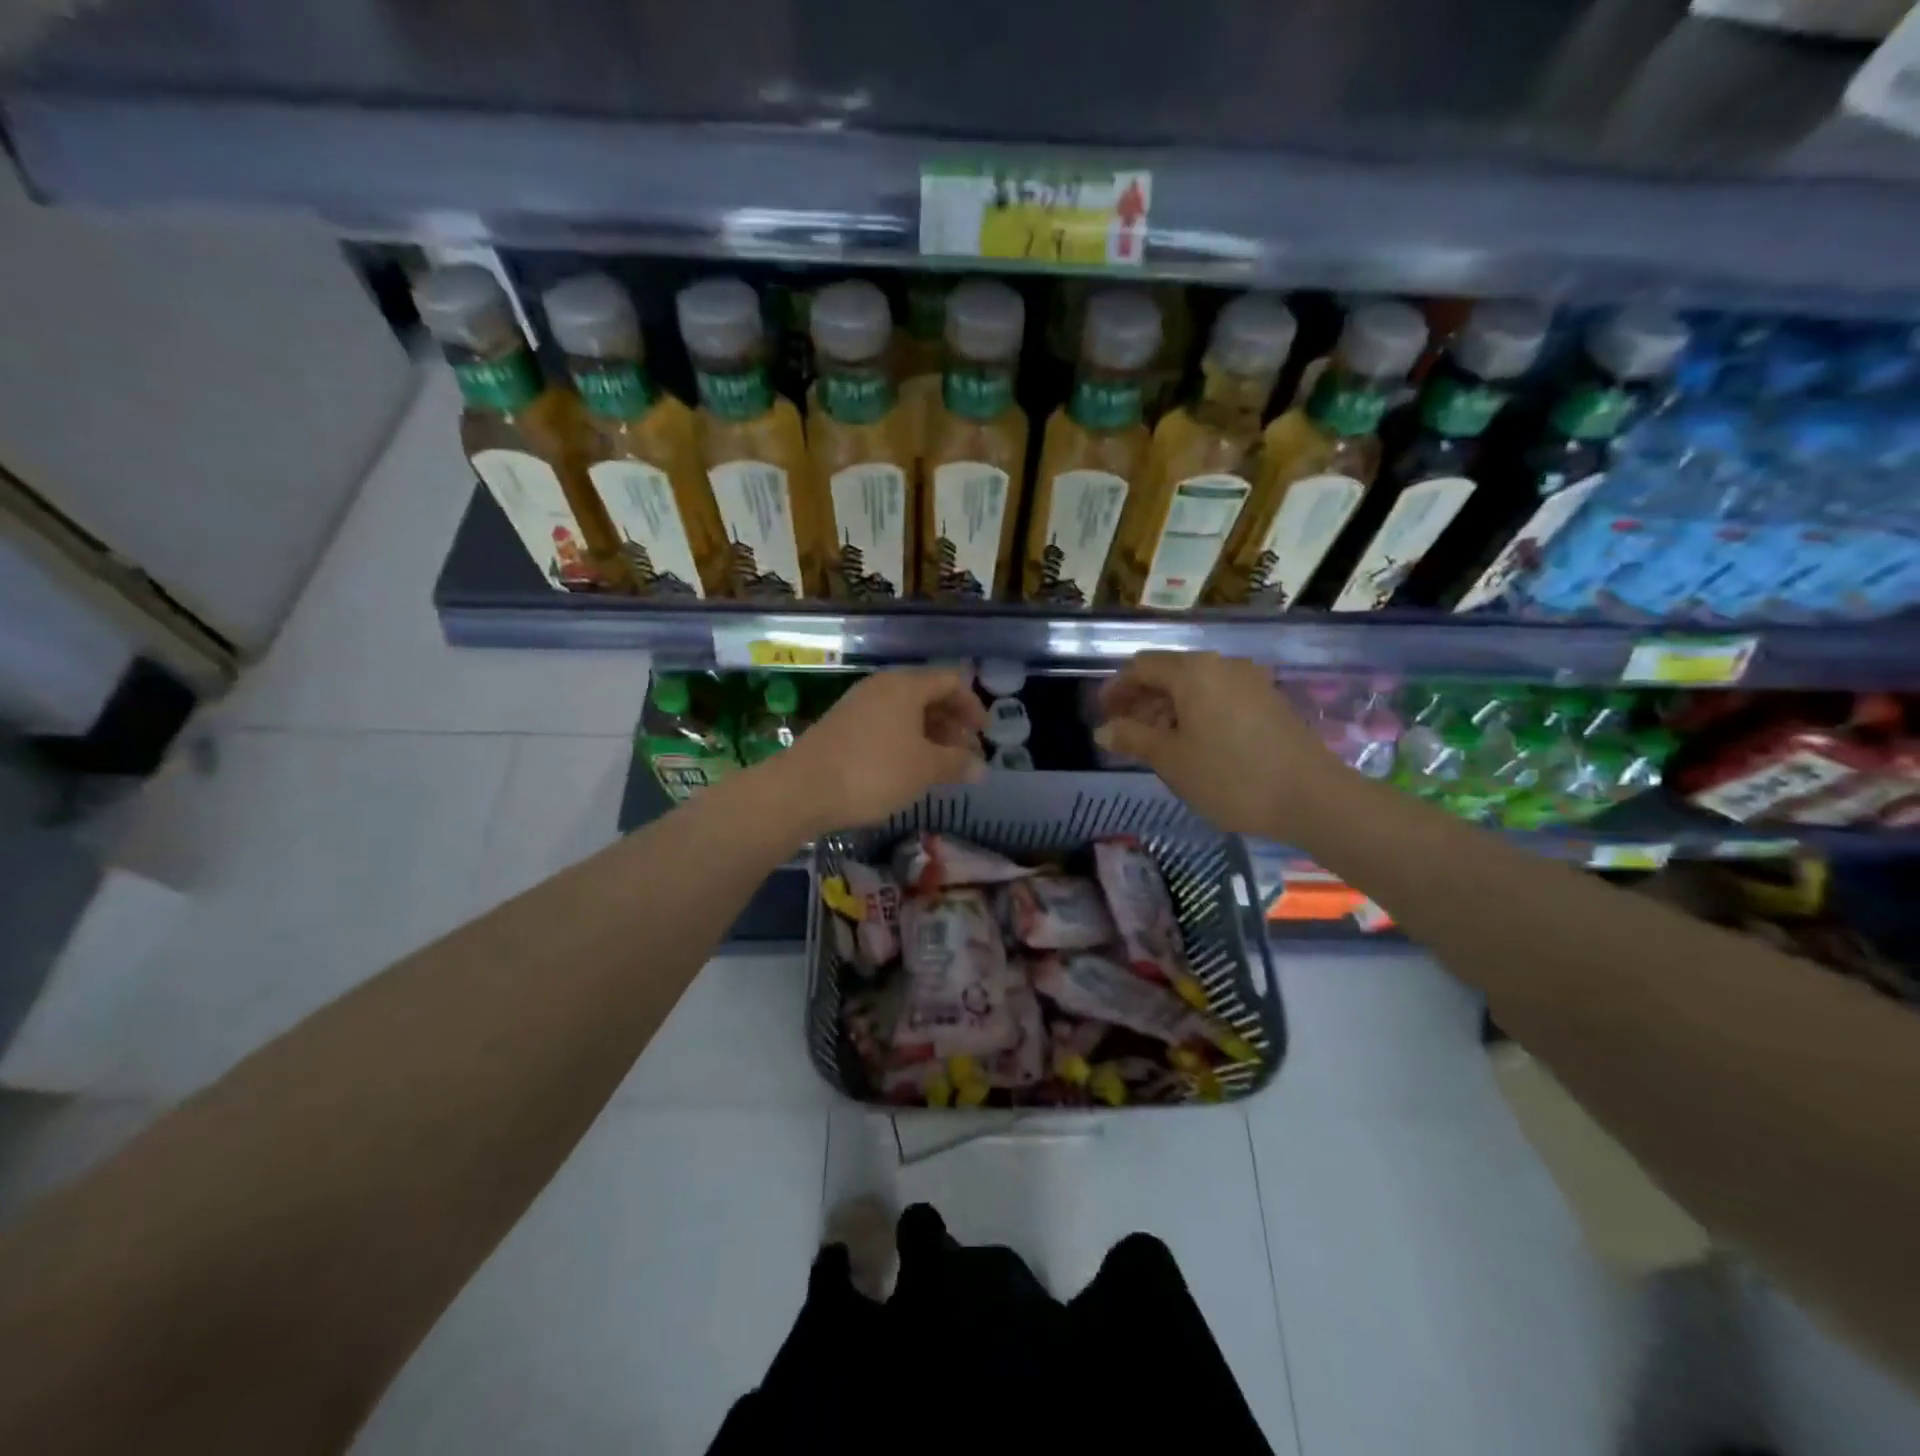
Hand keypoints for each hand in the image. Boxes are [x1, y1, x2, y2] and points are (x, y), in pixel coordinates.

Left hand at [772, 668, 985, 833]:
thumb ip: (956, 764)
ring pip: (905, 712)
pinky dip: (905, 741)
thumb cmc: (873, 772)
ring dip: (929, 735)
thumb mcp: (924, 769)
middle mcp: (882, 687)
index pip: (950, 681)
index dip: (973, 705)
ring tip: (941, 766)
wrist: (801, 789)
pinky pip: (885, 725)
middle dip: (952, 723)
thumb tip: (981, 768)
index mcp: (905, 686)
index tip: (983, 735)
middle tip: (965, 754)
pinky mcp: (842, 727)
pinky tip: (908, 769)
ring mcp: (858, 705)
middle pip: (927, 695)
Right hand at [1095, 651, 1346, 835]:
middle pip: (1169, 673)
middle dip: (1142, 701)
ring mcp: (1250, 681)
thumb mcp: (1171, 760)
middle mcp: (1221, 666)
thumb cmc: (1230, 776)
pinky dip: (1196, 714)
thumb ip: (1132, 738)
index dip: (1116, 689)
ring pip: (1195, 687)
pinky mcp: (1268, 701)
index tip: (1102, 715)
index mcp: (1193, 671)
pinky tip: (1194, 746)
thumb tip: (1103, 729)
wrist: (1311, 797)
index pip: (1141, 666)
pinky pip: (1219, 698)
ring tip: (1157, 746)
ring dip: (1168, 710)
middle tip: (1126, 736)